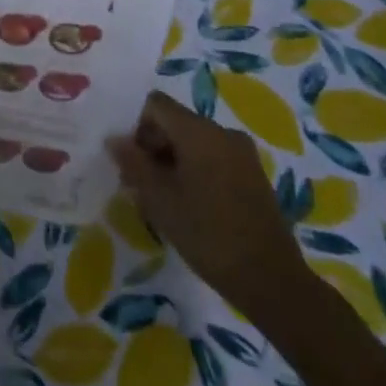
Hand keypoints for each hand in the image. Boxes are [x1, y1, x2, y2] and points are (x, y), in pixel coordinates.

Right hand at [106, 91, 309, 317]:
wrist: (272, 281)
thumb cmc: (208, 234)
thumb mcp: (159, 199)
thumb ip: (133, 163)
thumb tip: (114, 139)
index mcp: (199, 131)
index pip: (155, 104)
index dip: (136, 126)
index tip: (130, 160)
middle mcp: (223, 132)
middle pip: (175, 122)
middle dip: (152, 146)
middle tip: (138, 183)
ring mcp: (242, 154)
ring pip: (194, 142)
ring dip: (172, 161)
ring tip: (162, 198)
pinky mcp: (253, 176)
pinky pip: (213, 158)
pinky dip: (194, 171)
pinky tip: (189, 205)